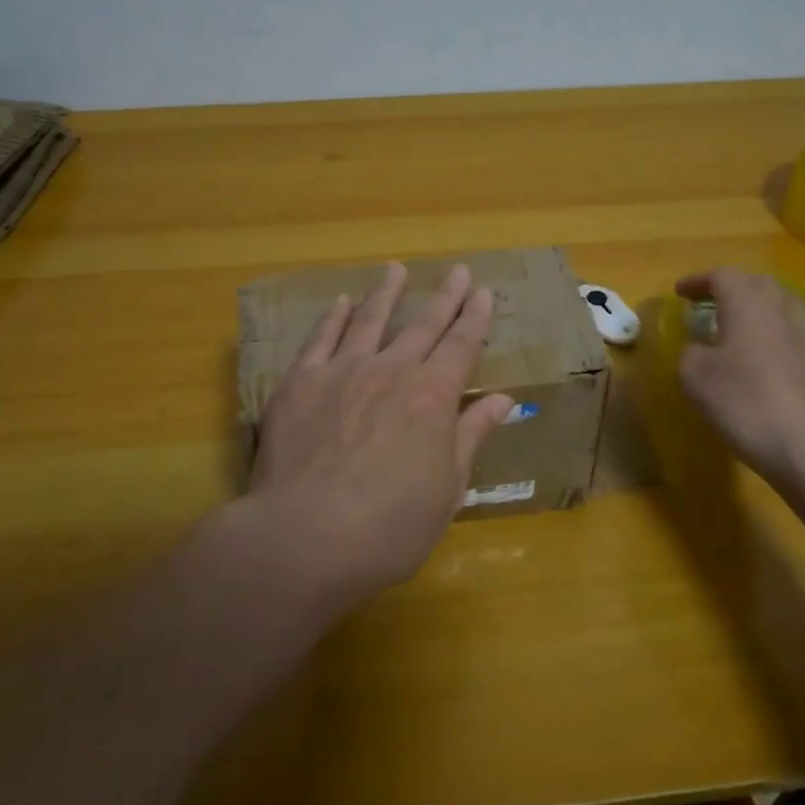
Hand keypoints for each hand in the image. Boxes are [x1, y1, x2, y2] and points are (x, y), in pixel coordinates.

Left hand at [247, 262, 514, 602]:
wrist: (307, 536)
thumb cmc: (390, 526)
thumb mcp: (448, 488)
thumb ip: (471, 435)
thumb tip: (504, 400)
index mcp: (433, 396)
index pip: (462, 345)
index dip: (475, 317)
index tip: (482, 292)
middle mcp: (391, 371)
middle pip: (423, 325)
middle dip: (444, 297)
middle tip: (457, 270)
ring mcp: (343, 371)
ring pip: (369, 320)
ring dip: (386, 293)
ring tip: (395, 269)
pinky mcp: (300, 382)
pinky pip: (321, 339)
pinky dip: (333, 318)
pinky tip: (340, 302)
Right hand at [673, 268, 804, 476]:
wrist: (800, 442)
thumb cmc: (740, 398)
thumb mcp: (693, 374)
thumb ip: (690, 352)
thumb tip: (700, 349)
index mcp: (746, 305)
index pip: (723, 276)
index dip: (698, 281)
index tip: (679, 292)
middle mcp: (777, 313)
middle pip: (758, 283)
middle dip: (732, 287)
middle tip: (709, 301)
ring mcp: (800, 339)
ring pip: (781, 305)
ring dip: (757, 306)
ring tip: (737, 322)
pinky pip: (789, 334)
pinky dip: (770, 334)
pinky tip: (756, 354)